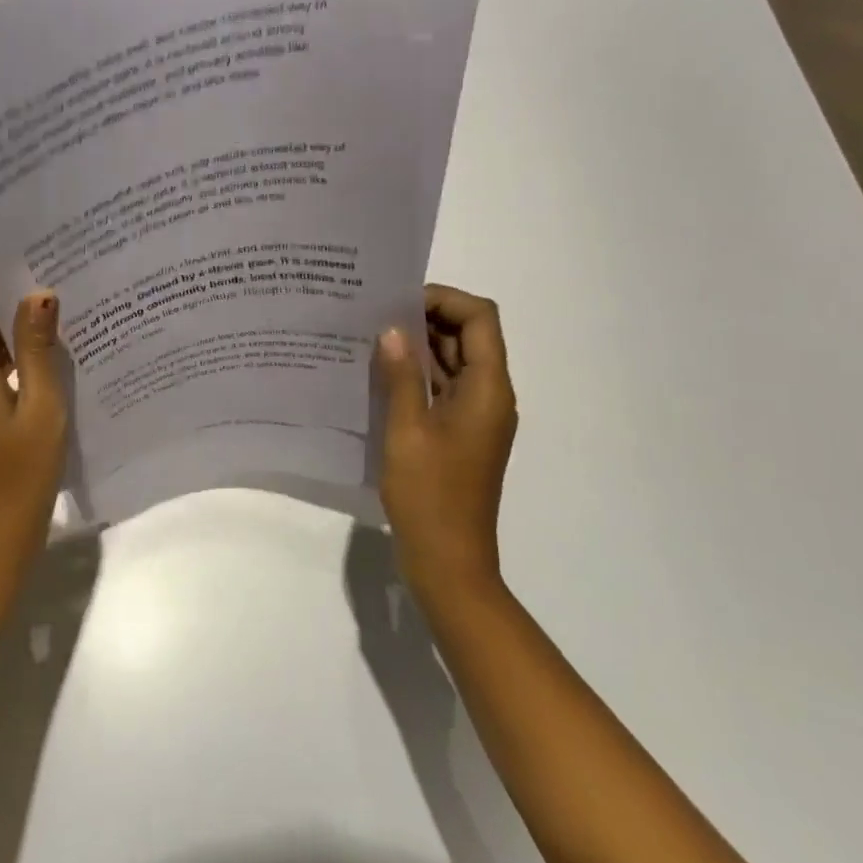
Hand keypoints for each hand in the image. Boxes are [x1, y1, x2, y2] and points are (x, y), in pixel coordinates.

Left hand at [0, 258, 68, 585]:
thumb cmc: (20, 476)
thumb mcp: (42, 408)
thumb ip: (37, 346)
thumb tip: (38, 291)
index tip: (17, 243)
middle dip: (2, 286)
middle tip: (55, 271)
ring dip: (8, 321)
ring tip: (58, 308)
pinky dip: (6, 351)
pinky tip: (45, 354)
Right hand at [375, 284, 518, 597]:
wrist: (449, 562)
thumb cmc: (430, 495)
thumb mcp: (407, 430)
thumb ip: (401, 375)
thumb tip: (393, 330)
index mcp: (488, 389)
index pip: (480, 318)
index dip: (444, 300)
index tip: (399, 302)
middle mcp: (490, 395)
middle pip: (470, 336)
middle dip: (427, 318)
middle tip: (377, 315)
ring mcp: (476, 416)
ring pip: (454, 362)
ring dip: (420, 347)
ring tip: (373, 338)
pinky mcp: (460, 434)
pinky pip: (444, 388)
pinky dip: (418, 375)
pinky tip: (380, 375)